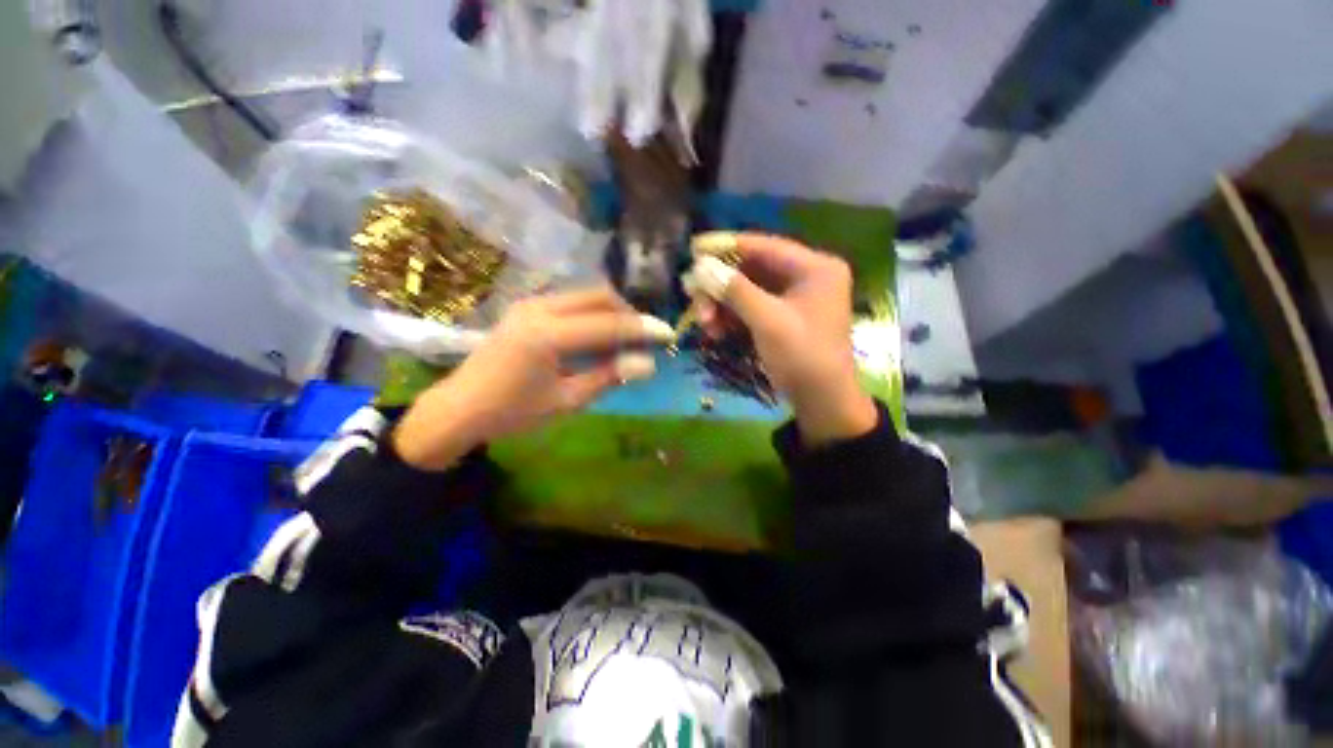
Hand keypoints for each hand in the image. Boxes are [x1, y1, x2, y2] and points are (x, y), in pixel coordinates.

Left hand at [393, 287, 674, 469]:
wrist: (459, 408)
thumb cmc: (512, 412)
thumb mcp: (566, 400)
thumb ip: (608, 376)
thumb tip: (648, 364)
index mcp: (548, 334)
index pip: (608, 324)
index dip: (642, 329)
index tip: (668, 333)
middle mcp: (540, 308)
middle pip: (599, 296)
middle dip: (628, 313)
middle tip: (645, 338)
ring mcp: (531, 303)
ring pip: (586, 295)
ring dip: (612, 311)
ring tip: (625, 339)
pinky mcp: (527, 308)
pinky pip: (571, 302)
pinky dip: (593, 314)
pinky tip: (598, 336)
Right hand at [690, 232, 877, 445]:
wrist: (822, 402)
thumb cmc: (802, 357)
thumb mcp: (768, 321)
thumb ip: (734, 290)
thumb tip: (700, 266)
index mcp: (815, 268)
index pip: (764, 246)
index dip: (727, 246)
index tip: (693, 249)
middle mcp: (805, 276)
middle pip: (752, 269)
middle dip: (720, 285)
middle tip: (692, 296)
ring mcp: (793, 298)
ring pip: (747, 290)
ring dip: (722, 304)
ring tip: (704, 323)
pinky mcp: (782, 317)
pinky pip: (750, 307)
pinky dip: (731, 317)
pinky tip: (715, 331)